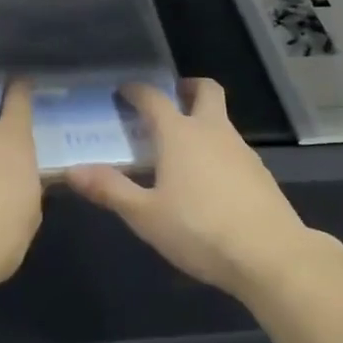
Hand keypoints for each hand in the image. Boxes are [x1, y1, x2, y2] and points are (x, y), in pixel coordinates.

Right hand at [66, 78, 314, 297]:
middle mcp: (212, 131)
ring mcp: (241, 150)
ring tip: (182, 150)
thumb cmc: (199, 230)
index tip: (124, 91)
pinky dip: (217, 151)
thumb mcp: (146, 215)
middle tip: (170, 99)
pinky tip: (209, 182)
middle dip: (187, 87)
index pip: (154, 98)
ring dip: (202, 122)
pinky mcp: (259, 173)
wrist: (269, 254)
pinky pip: (233, 148)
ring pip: (221, 121)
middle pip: (205, 91)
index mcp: (180, 134)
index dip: (137, 91)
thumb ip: (110, 190)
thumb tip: (73, 171)